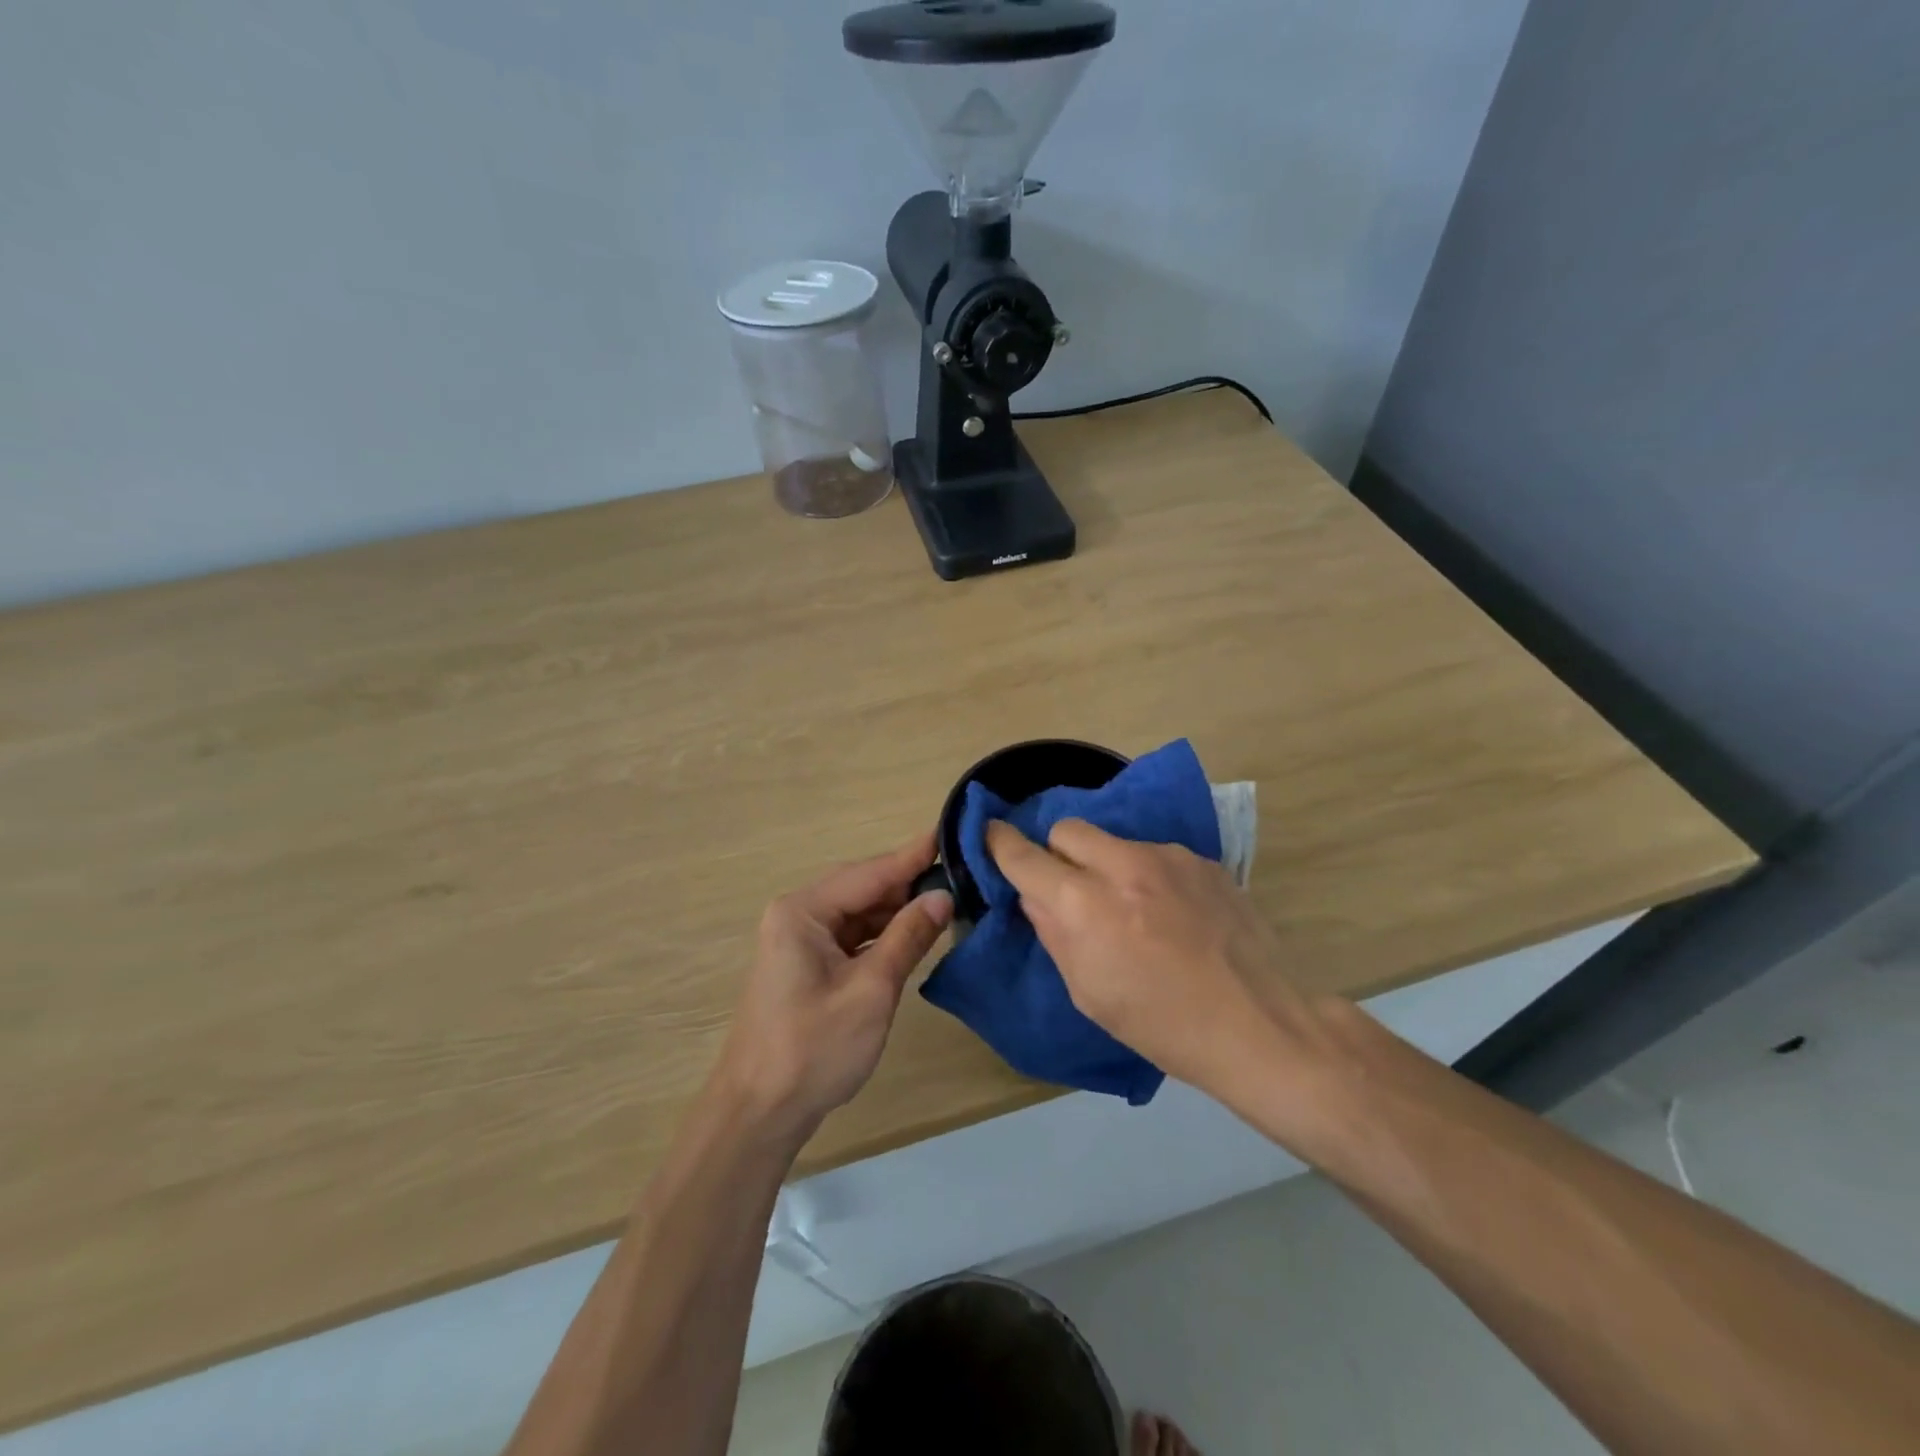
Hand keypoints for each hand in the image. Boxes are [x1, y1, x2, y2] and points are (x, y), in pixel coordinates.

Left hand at [715, 834, 952, 1137]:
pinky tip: (912, 935)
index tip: (950, 833)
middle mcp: (797, 916)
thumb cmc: (813, 1048)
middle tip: (958, 873)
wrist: (759, 1113)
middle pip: (862, 888)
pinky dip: (881, 936)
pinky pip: (851, 937)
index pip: (869, 873)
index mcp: (803, 911)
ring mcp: (799, 942)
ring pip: (858, 913)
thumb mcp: (871, 991)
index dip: (912, 856)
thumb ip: (907, 937)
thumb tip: (943, 896)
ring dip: (896, 912)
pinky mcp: (807, 966)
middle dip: (907, 884)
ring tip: (945, 902)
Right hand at [986, 818, 1298, 1094]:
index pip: (1026, 856)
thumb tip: (1035, 895)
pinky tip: (1172, 912)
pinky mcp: (1203, 860)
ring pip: (1115, 841)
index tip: (991, 835)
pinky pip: (1155, 854)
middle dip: (1058, 853)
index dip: (1001, 843)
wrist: (1259, 1025)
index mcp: (1087, 906)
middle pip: (1068, 829)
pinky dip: (1147, 874)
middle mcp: (1124, 865)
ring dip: (1107, 865)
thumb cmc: (1162, 1025)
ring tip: (1134, 909)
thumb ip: (1054, 933)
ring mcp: (1169, 857)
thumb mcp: (1089, 993)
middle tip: (1073, 890)